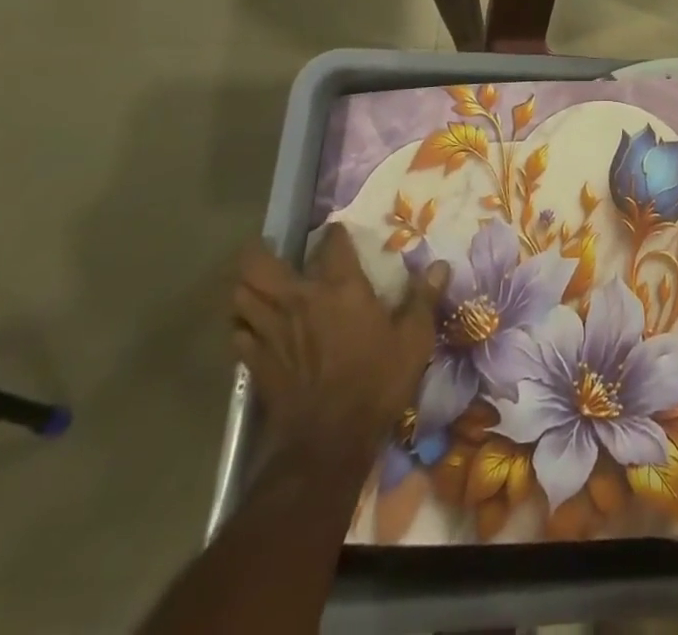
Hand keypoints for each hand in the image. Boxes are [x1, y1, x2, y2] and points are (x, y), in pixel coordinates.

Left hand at [232, 224, 450, 469]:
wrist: (329, 442)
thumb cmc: (377, 383)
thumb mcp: (414, 339)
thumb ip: (424, 298)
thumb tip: (440, 264)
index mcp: (340, 288)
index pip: (331, 243)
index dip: (334, 234)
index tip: (338, 234)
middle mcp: (299, 300)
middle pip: (259, 265)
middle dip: (258, 252)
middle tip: (268, 248)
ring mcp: (272, 331)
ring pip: (240, 296)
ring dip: (245, 286)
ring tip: (256, 284)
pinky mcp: (255, 363)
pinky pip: (237, 333)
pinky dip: (240, 325)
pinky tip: (250, 326)